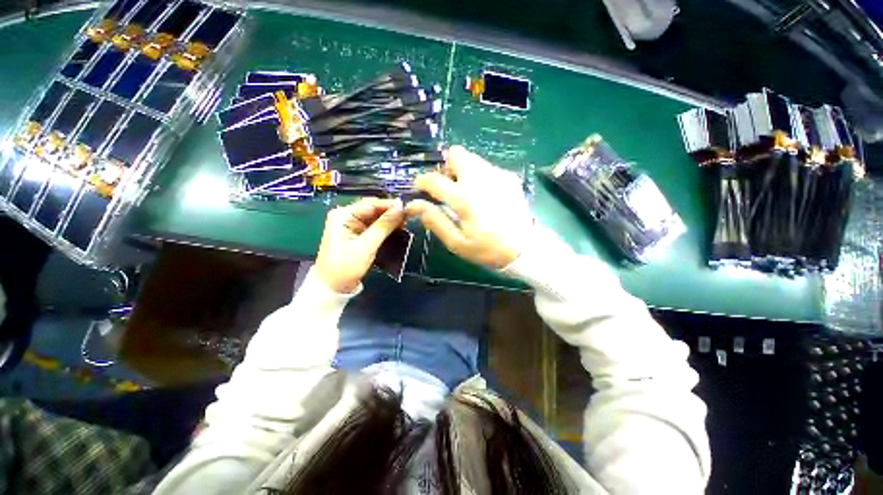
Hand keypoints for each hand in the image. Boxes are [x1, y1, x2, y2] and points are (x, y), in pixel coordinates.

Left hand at [315, 197, 404, 292]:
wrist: (333, 288)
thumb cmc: (345, 267)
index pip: (371, 204)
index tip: (408, 209)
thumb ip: (384, 226)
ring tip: (405, 225)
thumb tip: (400, 208)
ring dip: (390, 221)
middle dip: (391, 213)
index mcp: (343, 215)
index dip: (390, 205)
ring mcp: (352, 225)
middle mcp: (347, 216)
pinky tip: (397, 231)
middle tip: (409, 218)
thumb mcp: (366, 246)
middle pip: (374, 210)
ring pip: (376, 218)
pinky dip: (386, 229)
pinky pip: (375, 227)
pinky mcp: (358, 234)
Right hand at [406, 146, 532, 268]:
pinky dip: (479, 176)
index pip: (433, 179)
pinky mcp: (509, 177)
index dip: (421, 181)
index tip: (420, 188)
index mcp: (464, 198)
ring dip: (462, 171)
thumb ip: (435, 220)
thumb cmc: (487, 249)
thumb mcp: (456, 242)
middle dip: (446, 167)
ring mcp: (497, 175)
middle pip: (456, 154)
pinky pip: (487, 168)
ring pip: (472, 158)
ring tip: (466, 192)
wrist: (524, 249)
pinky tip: (485, 196)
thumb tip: (414, 204)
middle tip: (448, 187)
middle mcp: (480, 180)